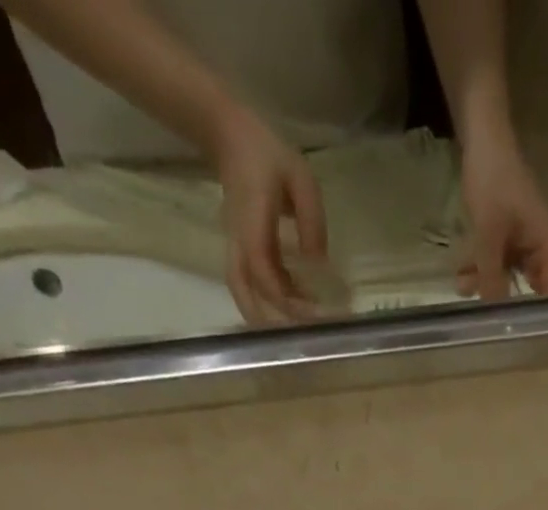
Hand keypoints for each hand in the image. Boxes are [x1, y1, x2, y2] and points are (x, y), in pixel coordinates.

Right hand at [214, 104, 326, 324]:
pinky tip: (296, 303)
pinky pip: (249, 281)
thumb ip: (311, 220)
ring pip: (242, 290)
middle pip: (242, 290)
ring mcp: (235, 244)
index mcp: (252, 222)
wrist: (228, 135)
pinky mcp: (240, 247)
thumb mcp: (301, 178)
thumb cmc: (268, 154)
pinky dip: (268, 300)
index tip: (314, 313)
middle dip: (268, 319)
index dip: (285, 299)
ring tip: (299, 327)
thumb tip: (318, 264)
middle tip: (300, 336)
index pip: (262, 271)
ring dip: (265, 314)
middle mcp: (238, 239)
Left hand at [457, 128, 547, 299]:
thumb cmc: (492, 181)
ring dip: (485, 280)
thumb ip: (492, 274)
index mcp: (543, 243)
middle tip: (481, 315)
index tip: (519, 331)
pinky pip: (493, 256)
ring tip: (462, 287)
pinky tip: (462, 272)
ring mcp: (517, 235)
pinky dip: (479, 264)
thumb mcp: (489, 233)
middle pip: (525, 282)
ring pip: (504, 270)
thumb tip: (494, 313)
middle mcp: (535, 243)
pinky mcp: (501, 228)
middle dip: (502, 297)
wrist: (480, 133)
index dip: (538, 311)